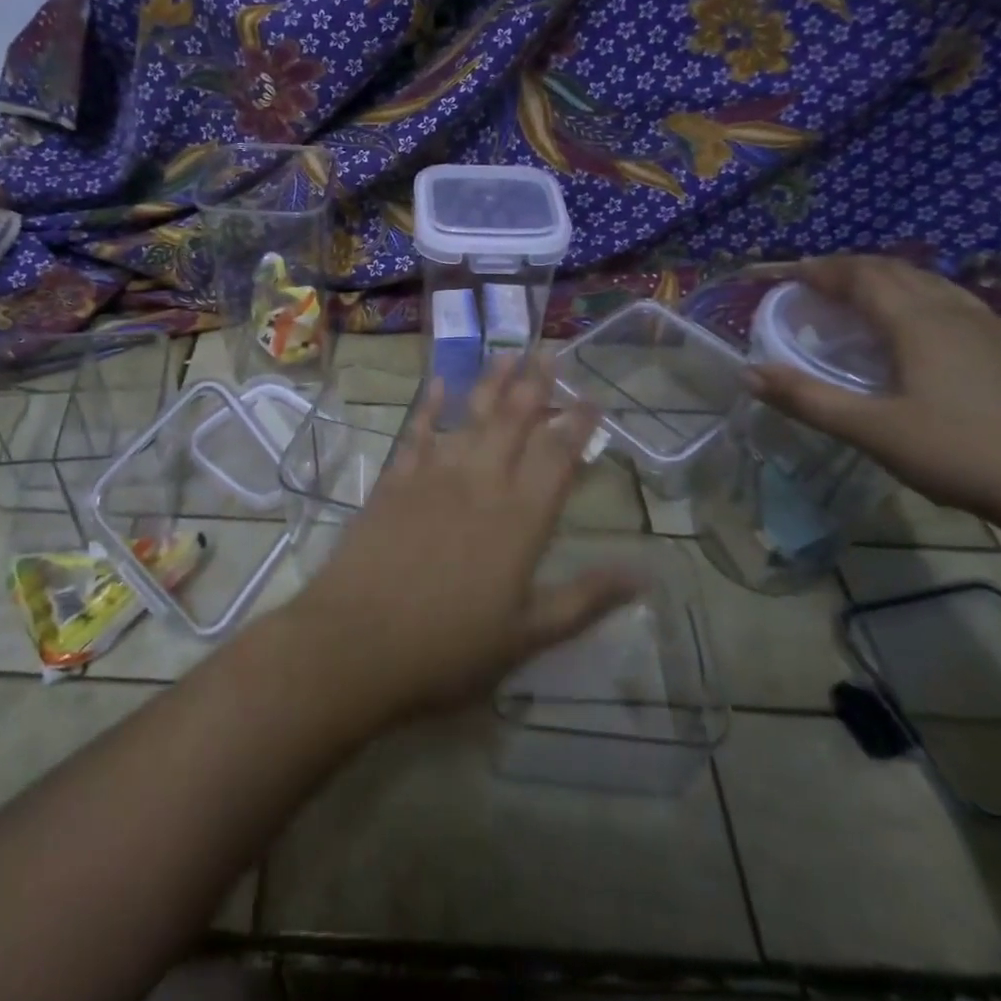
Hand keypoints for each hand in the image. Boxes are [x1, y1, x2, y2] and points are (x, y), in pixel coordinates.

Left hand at [284, 356, 639, 720]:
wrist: (355, 642)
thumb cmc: (447, 648)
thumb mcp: (527, 636)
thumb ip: (585, 600)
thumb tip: (645, 574)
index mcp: (520, 520)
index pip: (557, 458)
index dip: (577, 426)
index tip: (592, 398)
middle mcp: (480, 484)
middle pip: (513, 423)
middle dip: (535, 386)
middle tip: (548, 352)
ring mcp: (432, 477)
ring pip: (469, 418)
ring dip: (490, 384)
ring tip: (508, 354)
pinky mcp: (394, 482)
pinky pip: (417, 433)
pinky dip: (430, 407)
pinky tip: (440, 384)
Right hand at [744, 256, 1000, 529]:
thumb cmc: (962, 454)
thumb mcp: (872, 431)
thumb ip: (807, 398)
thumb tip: (748, 373)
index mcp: (919, 323)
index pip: (861, 276)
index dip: (819, 269)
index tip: (784, 273)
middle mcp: (958, 313)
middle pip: (897, 271)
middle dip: (850, 269)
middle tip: (814, 283)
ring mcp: (997, 329)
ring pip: (934, 284)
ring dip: (890, 280)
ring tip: (862, 298)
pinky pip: (962, 306)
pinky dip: (927, 300)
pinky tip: (930, 328)